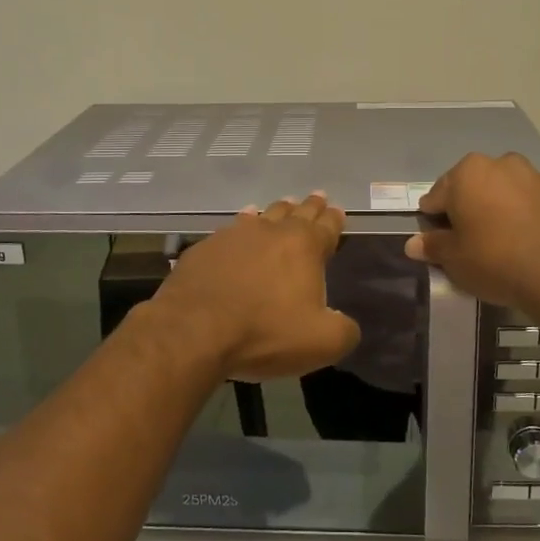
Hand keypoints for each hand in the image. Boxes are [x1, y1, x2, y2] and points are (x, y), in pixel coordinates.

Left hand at [152, 194, 361, 380]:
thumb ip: (343, 330)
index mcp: (305, 246)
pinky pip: (232, 229)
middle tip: (318, 197)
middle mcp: (272, 231)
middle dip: (310, 206)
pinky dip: (243, 226)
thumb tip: (345, 324)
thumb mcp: (321, 343)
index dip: (334, 220)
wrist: (194, 330)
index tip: (338, 211)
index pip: (327, 226)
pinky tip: (241, 226)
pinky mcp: (205, 247)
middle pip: (297, 212)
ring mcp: (235, 235)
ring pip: (263, 215)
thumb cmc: (265, 332)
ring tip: (283, 206)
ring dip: (277, 212)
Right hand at [404, 153, 539, 315]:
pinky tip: (523, 240)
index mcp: (467, 173)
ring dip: (495, 209)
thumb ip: (432, 246)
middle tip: (468, 243)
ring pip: (501, 191)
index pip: (436, 196)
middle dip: (466, 210)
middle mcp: (499, 163)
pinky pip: (527, 201)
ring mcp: (532, 175)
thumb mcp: (455, 259)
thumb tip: (413, 244)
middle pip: (470, 188)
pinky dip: (520, 214)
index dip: (434, 221)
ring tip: (498, 242)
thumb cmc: (496, 260)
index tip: (440, 242)